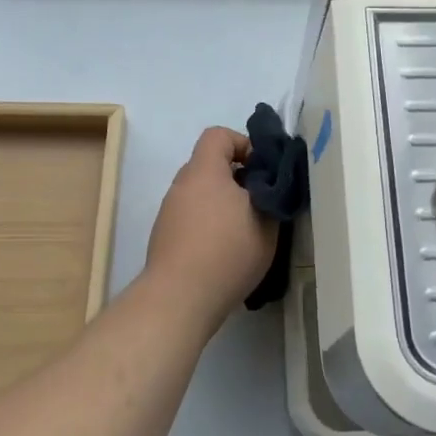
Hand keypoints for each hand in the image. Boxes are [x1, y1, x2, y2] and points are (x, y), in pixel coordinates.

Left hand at [143, 127, 277, 328]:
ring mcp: (169, 212)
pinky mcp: (164, 237)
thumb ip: (271, 196)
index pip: (218, 135)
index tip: (262, 171)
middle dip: (237, 179)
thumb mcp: (267, 222)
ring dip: (222, 204)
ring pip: (201, 194)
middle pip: (210, 166)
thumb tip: (267, 188)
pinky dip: (207, 225)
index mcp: (204, 170)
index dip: (243, 144)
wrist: (178, 299)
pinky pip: (191, 218)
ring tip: (244, 233)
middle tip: (259, 204)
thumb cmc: (227, 251)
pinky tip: (224, 254)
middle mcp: (182, 184)